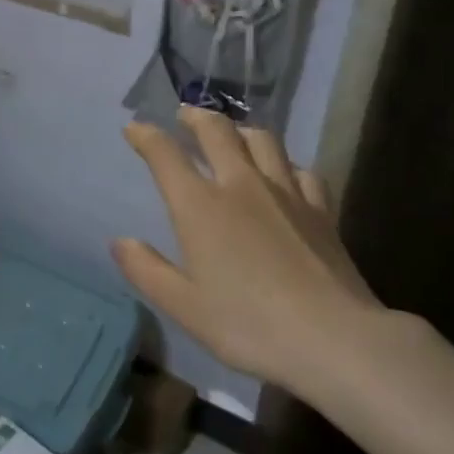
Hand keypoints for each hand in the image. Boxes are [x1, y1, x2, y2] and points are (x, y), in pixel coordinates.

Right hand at [112, 107, 381, 393]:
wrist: (333, 338)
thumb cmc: (248, 325)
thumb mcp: (183, 307)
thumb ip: (146, 270)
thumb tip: (120, 241)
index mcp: (200, 206)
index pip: (165, 155)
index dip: (145, 136)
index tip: (134, 128)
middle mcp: (241, 185)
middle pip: (217, 131)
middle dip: (195, 117)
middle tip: (185, 115)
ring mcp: (286, 192)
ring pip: (262, 140)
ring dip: (240, 130)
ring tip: (232, 134)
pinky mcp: (320, 209)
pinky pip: (300, 169)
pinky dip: (285, 163)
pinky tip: (284, 174)